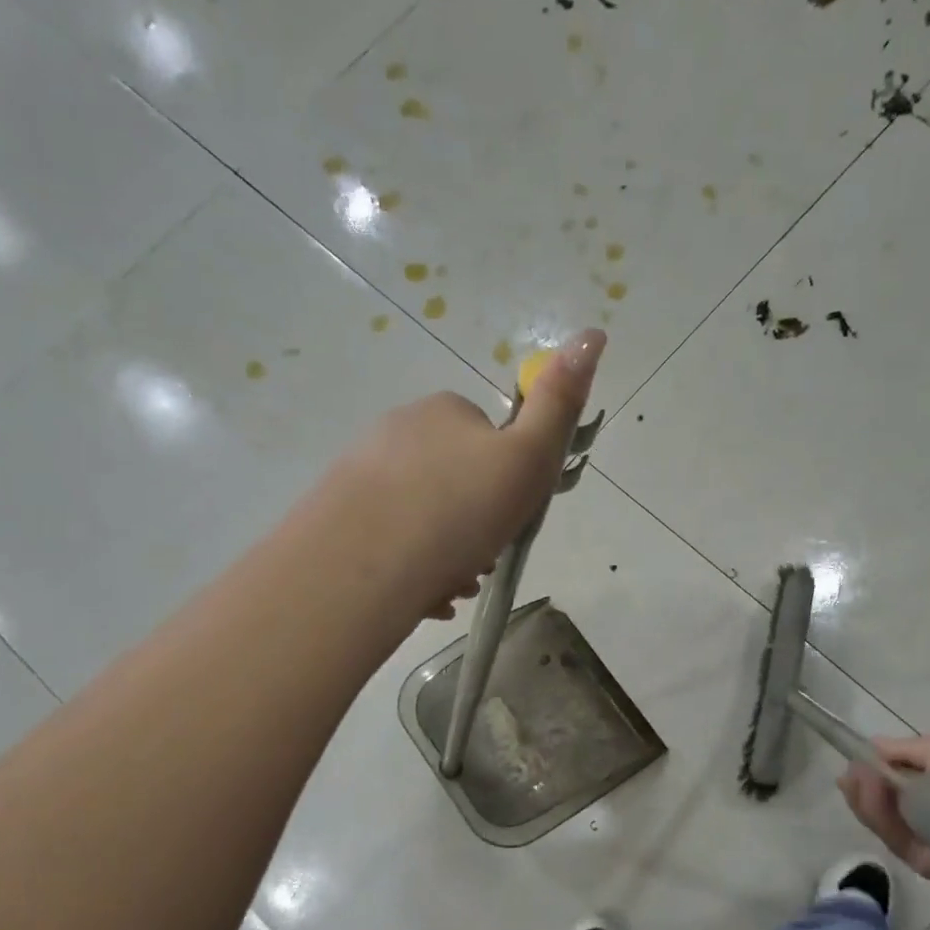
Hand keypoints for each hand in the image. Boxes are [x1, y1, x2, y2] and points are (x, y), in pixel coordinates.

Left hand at [330, 329, 604, 619]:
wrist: (364, 565)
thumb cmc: (460, 510)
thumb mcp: (528, 458)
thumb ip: (560, 403)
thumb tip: (594, 333)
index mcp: (443, 413)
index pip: (489, 441)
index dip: (508, 483)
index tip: (510, 518)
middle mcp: (397, 432)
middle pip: (454, 483)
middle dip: (475, 525)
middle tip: (482, 561)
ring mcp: (360, 474)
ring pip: (422, 518)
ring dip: (447, 553)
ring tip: (451, 586)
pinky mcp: (336, 518)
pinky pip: (390, 543)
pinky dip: (412, 569)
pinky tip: (420, 596)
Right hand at [838, 734, 929, 888]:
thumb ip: (903, 749)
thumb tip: (871, 747)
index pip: (897, 772)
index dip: (873, 766)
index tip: (854, 760)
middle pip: (884, 796)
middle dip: (864, 784)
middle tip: (851, 774)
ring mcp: (927, 836)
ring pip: (882, 818)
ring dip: (866, 798)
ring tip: (858, 780)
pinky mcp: (923, 862)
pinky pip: (892, 839)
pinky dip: (878, 817)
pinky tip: (872, 796)